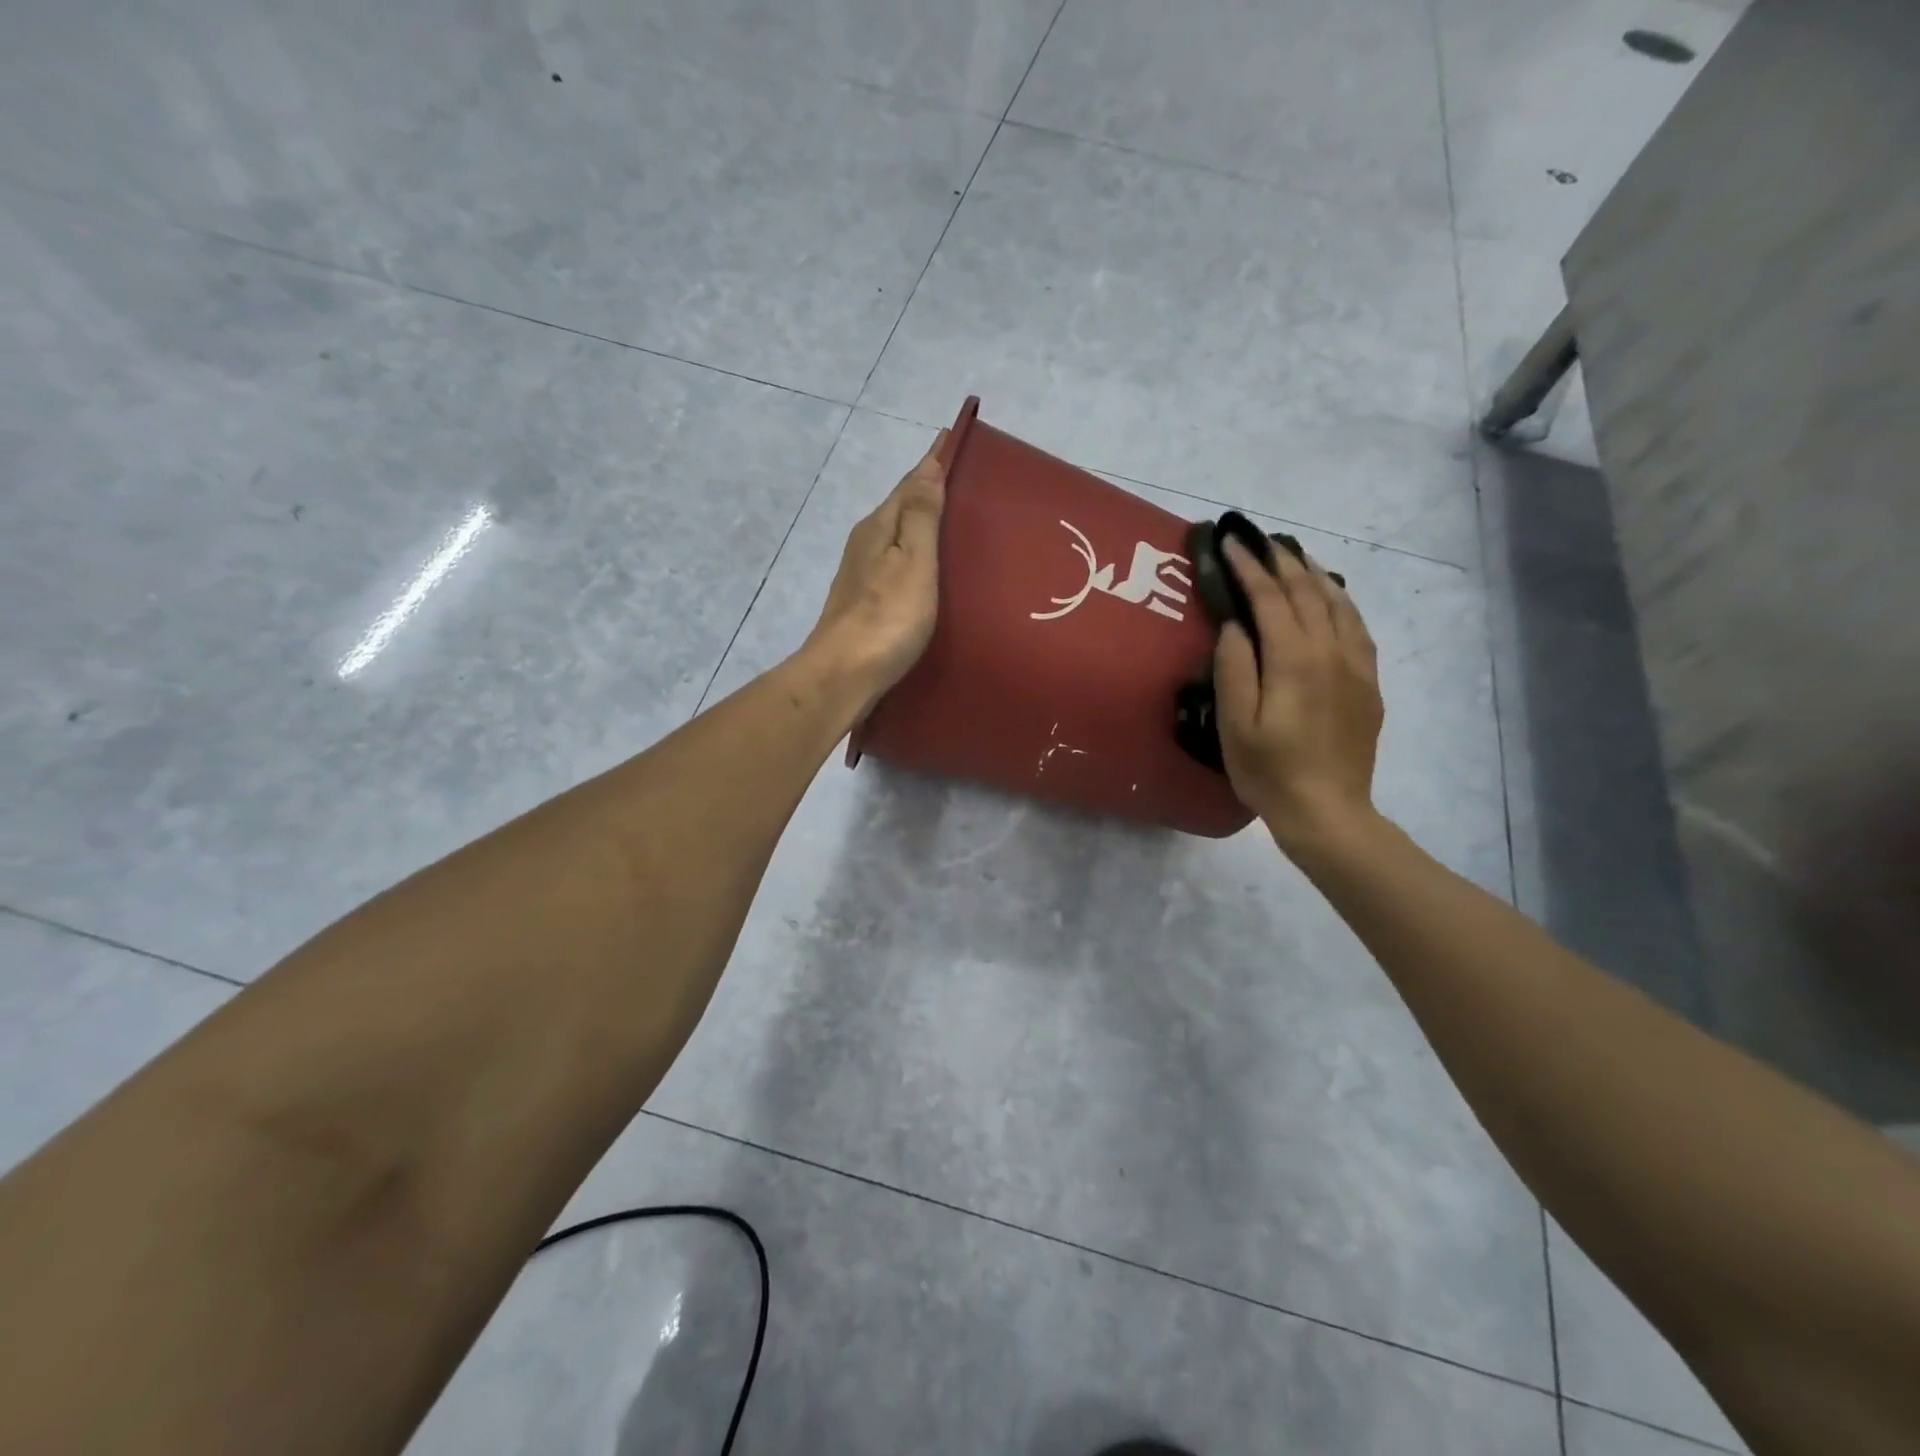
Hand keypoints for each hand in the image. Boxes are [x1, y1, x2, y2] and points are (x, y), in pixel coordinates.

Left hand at [802, 429, 948, 708]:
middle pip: (900, 507)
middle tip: (962, 479)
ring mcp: (861, 574)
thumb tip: (927, 466)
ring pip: (896, 536)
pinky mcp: (864, 602)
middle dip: (927, 490)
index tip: (953, 436)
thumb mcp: (913, 562)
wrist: (844, 674)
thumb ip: (921, 516)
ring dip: (920, 523)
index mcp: (879, 527)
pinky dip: (913, 554)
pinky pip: (895, 562)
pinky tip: (926, 567)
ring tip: (951, 520)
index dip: (932, 461)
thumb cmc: (887, 617)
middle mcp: (865, 543)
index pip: (910, 483)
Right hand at [1214, 538, 1383, 851]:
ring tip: (1294, 555)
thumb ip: (1234, 668)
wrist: (1327, 810)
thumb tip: (1236, 625)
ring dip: (1314, 574)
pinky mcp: (1368, 683)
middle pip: (1308, 592)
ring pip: (1339, 603)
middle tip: (1260, 539)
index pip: (1271, 598)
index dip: (1250, 567)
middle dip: (1281, 560)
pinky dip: (1341, 601)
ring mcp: (1356, 666)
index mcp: (1294, 660)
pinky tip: (1331, 597)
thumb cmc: (1268, 771)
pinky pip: (1357, 626)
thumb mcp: (1234, 724)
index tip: (1232, 541)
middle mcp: (1331, 652)